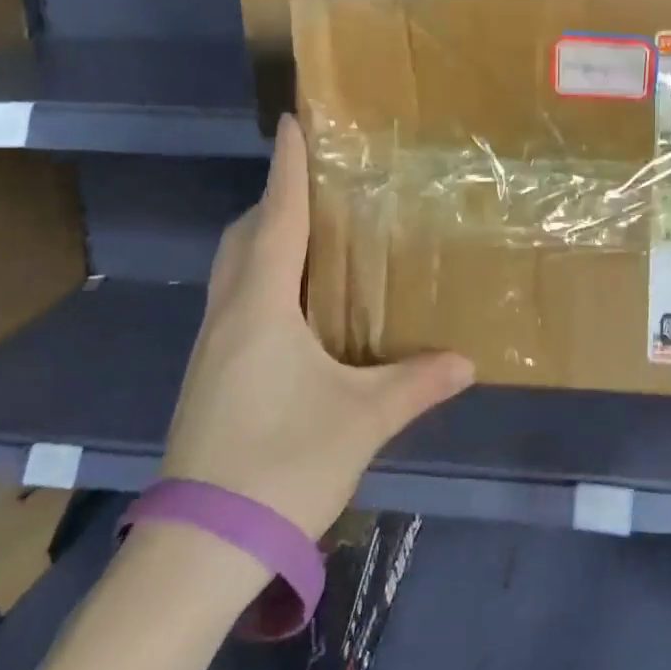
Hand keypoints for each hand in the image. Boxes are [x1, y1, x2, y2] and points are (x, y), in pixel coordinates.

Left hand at [160, 115, 475, 540]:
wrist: (203, 547)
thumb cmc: (283, 464)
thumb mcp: (362, 419)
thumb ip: (417, 383)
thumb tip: (467, 362)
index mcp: (262, 308)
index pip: (276, 220)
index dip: (286, 169)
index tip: (293, 122)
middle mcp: (229, 316)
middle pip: (244, 238)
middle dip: (274, 201)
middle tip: (318, 185)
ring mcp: (211, 348)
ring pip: (234, 270)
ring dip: (266, 240)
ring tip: (313, 234)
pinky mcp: (209, 376)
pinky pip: (236, 302)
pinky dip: (262, 279)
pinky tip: (296, 303)